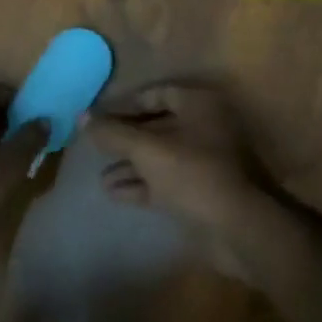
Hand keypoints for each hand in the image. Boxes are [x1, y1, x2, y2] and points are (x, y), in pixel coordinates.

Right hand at [83, 83, 272, 236]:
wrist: (240, 228)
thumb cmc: (193, 174)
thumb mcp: (147, 150)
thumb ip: (113, 133)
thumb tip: (81, 116)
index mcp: (199, 105)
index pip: (156, 94)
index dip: (125, 105)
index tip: (98, 118)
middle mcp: (206, 126)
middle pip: (158, 126)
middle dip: (125, 139)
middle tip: (96, 148)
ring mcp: (207, 160)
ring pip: (162, 156)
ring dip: (131, 165)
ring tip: (100, 177)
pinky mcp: (205, 191)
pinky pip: (168, 180)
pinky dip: (144, 184)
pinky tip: (114, 193)